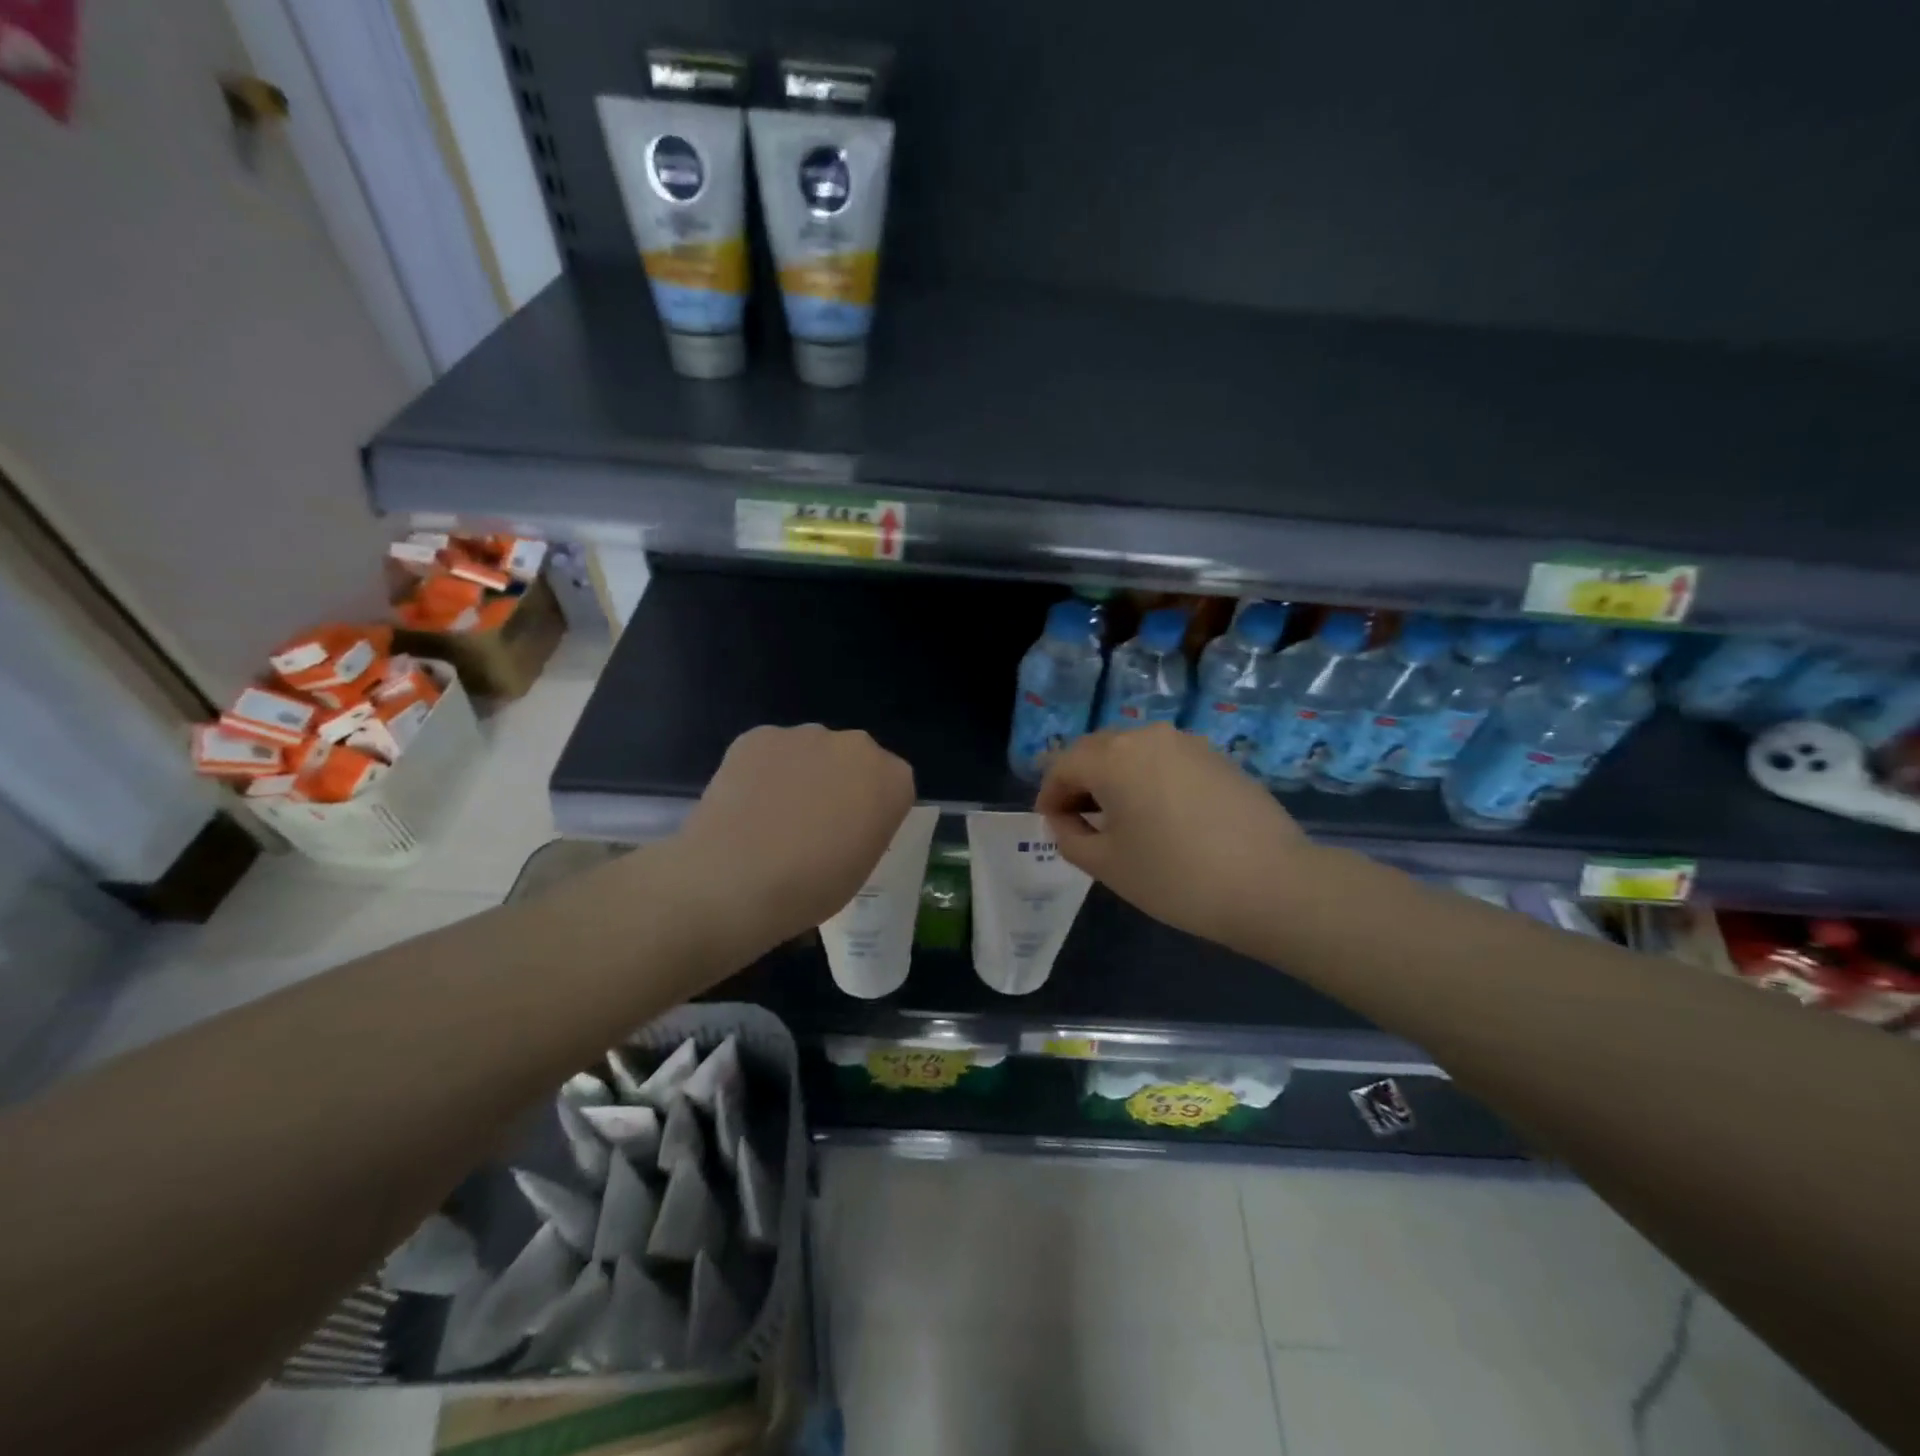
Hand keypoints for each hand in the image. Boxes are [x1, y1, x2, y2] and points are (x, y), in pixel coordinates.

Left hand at [673, 725, 915, 961]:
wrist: (733, 882)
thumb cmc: (810, 887)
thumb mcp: (861, 865)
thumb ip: (866, 827)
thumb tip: (845, 817)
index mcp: (893, 780)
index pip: (891, 785)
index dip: (871, 809)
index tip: (852, 834)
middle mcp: (856, 745)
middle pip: (853, 760)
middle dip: (839, 782)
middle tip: (812, 824)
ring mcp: (805, 735)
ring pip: (811, 752)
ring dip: (801, 773)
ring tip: (772, 816)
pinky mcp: (758, 735)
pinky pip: (771, 751)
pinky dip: (763, 771)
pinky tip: (746, 805)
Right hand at [1036, 724, 1314, 956]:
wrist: (1273, 885)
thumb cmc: (1176, 877)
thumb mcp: (1107, 865)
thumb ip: (1070, 837)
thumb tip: (1065, 820)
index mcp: (1114, 756)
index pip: (1063, 765)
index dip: (1049, 795)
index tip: (1052, 826)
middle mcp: (1148, 736)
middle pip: (1097, 751)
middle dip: (1080, 782)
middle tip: (1079, 821)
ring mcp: (1188, 743)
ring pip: (1133, 752)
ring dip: (1115, 778)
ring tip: (1120, 820)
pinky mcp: (1218, 758)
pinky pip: (1166, 760)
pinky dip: (1149, 779)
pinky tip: (1161, 816)